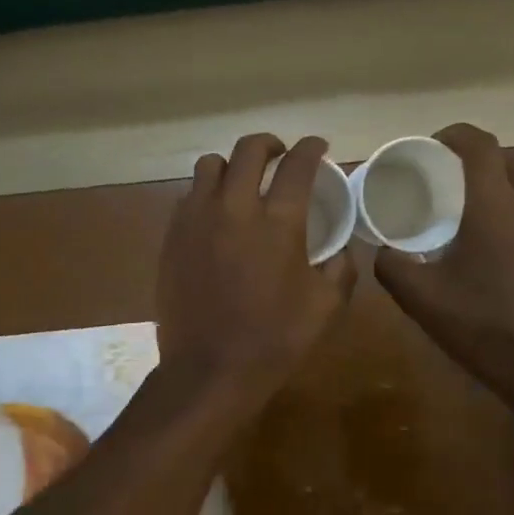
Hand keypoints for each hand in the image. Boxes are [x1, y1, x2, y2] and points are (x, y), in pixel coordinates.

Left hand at [158, 134, 355, 402]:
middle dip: (270, 144)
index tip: (318, 146)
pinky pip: (188, 196)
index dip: (312, 148)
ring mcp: (197, 219)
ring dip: (231, 166)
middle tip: (280, 155)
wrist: (209, 370)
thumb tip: (341, 250)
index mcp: (278, 222)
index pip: (298, 165)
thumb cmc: (274, 340)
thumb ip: (341, 269)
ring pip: (210, 165)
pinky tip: (216, 215)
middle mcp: (235, 208)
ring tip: (242, 181)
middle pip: (249, 150)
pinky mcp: (172, 236)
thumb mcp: (326, 308)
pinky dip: (207, 194)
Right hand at [374, 124, 513, 412]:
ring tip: (468, 207)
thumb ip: (392, 267)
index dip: (455, 135)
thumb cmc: (482, 326)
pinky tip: (493, 242)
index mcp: (495, 206)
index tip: (431, 144)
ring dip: (500, 184)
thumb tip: (381, 251)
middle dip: (478, 158)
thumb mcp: (421, 299)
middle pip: (508, 160)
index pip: (480, 146)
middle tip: (446, 177)